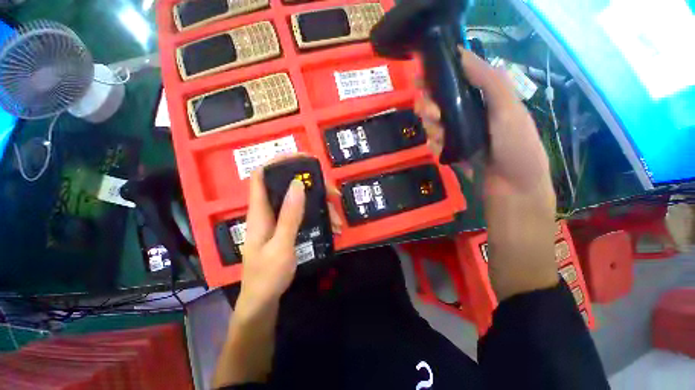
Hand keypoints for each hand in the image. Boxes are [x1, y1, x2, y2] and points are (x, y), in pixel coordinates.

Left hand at [236, 155, 341, 317]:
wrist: (263, 301)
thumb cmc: (267, 276)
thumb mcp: (281, 245)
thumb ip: (289, 215)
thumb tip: (297, 184)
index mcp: (260, 211)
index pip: (262, 175)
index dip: (279, 162)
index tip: (302, 159)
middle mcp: (269, 211)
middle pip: (287, 186)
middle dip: (311, 185)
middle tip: (332, 193)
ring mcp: (279, 220)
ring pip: (300, 201)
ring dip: (320, 204)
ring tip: (337, 219)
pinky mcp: (287, 228)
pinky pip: (303, 214)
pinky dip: (318, 216)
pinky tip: (332, 226)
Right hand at [415, 47, 553, 199]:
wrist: (511, 187)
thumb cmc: (515, 146)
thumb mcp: (508, 108)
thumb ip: (488, 80)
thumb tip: (461, 53)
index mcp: (482, 97)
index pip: (453, 80)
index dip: (435, 77)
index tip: (420, 79)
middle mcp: (467, 112)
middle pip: (436, 101)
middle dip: (428, 106)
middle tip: (433, 115)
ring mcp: (457, 132)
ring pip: (431, 122)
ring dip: (431, 128)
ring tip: (441, 137)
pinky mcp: (450, 149)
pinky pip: (433, 142)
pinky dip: (434, 145)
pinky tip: (442, 150)